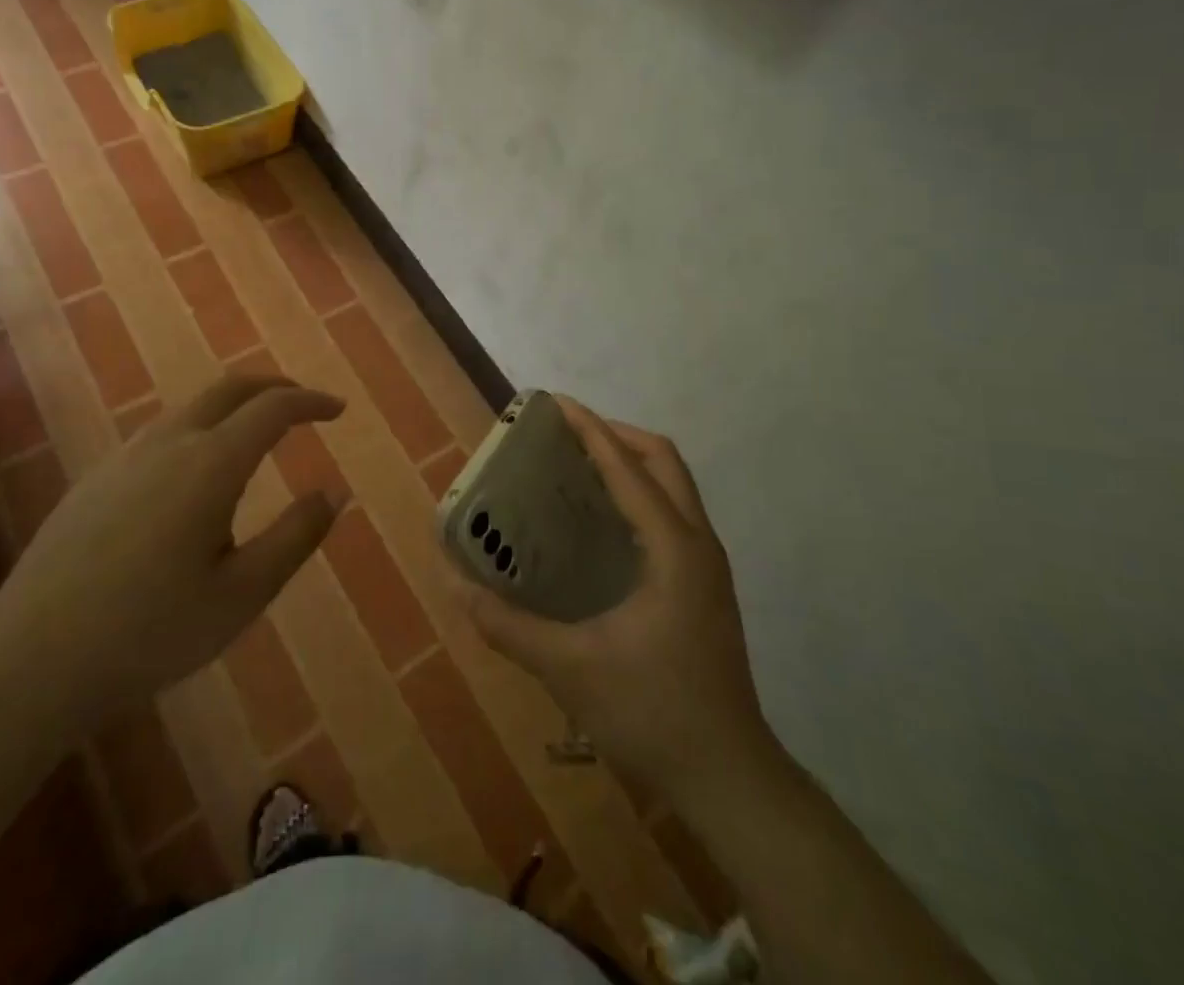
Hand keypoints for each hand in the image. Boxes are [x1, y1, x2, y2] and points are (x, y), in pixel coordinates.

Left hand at [0, 375, 344, 747]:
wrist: (30, 662)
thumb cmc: (150, 632)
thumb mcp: (242, 594)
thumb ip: (295, 537)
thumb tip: (335, 492)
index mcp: (210, 464)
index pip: (273, 407)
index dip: (310, 402)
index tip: (338, 411)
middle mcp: (168, 443)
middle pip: (230, 388)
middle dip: (274, 388)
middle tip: (304, 407)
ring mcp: (125, 457)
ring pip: (192, 407)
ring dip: (234, 407)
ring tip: (258, 438)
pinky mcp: (97, 478)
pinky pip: (163, 432)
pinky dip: (201, 429)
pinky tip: (197, 476)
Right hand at [456, 397, 775, 797]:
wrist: (729, 779)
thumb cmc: (651, 714)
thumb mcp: (569, 668)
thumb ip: (507, 624)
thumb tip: (454, 583)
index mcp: (672, 548)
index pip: (627, 468)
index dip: (589, 429)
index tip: (554, 404)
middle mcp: (698, 544)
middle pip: (662, 460)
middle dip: (614, 435)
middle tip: (565, 435)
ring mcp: (707, 566)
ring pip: (673, 486)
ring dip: (630, 463)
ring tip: (577, 467)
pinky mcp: (705, 587)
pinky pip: (673, 514)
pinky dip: (639, 495)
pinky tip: (601, 523)